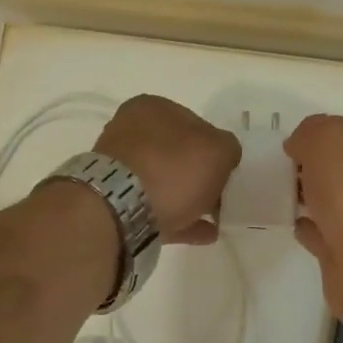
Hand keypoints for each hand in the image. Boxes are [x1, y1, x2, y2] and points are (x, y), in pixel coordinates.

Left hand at [95, 95, 241, 243]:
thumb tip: (223, 157)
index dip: (214, 148)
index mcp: (153, 108)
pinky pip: (155, 209)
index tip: (227, 171)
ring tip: (215, 221)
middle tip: (221, 198)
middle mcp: (130, 131)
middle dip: (199, 176)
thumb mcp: (219, 150)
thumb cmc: (173, 168)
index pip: (194, 123)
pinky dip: (180, 220)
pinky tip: (203, 234)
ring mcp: (118, 168)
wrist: (121, 209)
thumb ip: (228, 149)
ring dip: (190, 200)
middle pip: (176, 155)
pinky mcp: (114, 202)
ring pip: (164, 183)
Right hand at [284, 114, 342, 317]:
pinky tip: (290, 222)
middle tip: (280, 170)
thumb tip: (299, 147)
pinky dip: (308, 227)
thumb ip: (311, 132)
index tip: (290, 146)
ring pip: (331, 202)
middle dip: (314, 168)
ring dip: (309, 198)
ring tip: (278, 194)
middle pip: (342, 171)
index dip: (321, 137)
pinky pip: (322, 233)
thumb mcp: (330, 138)